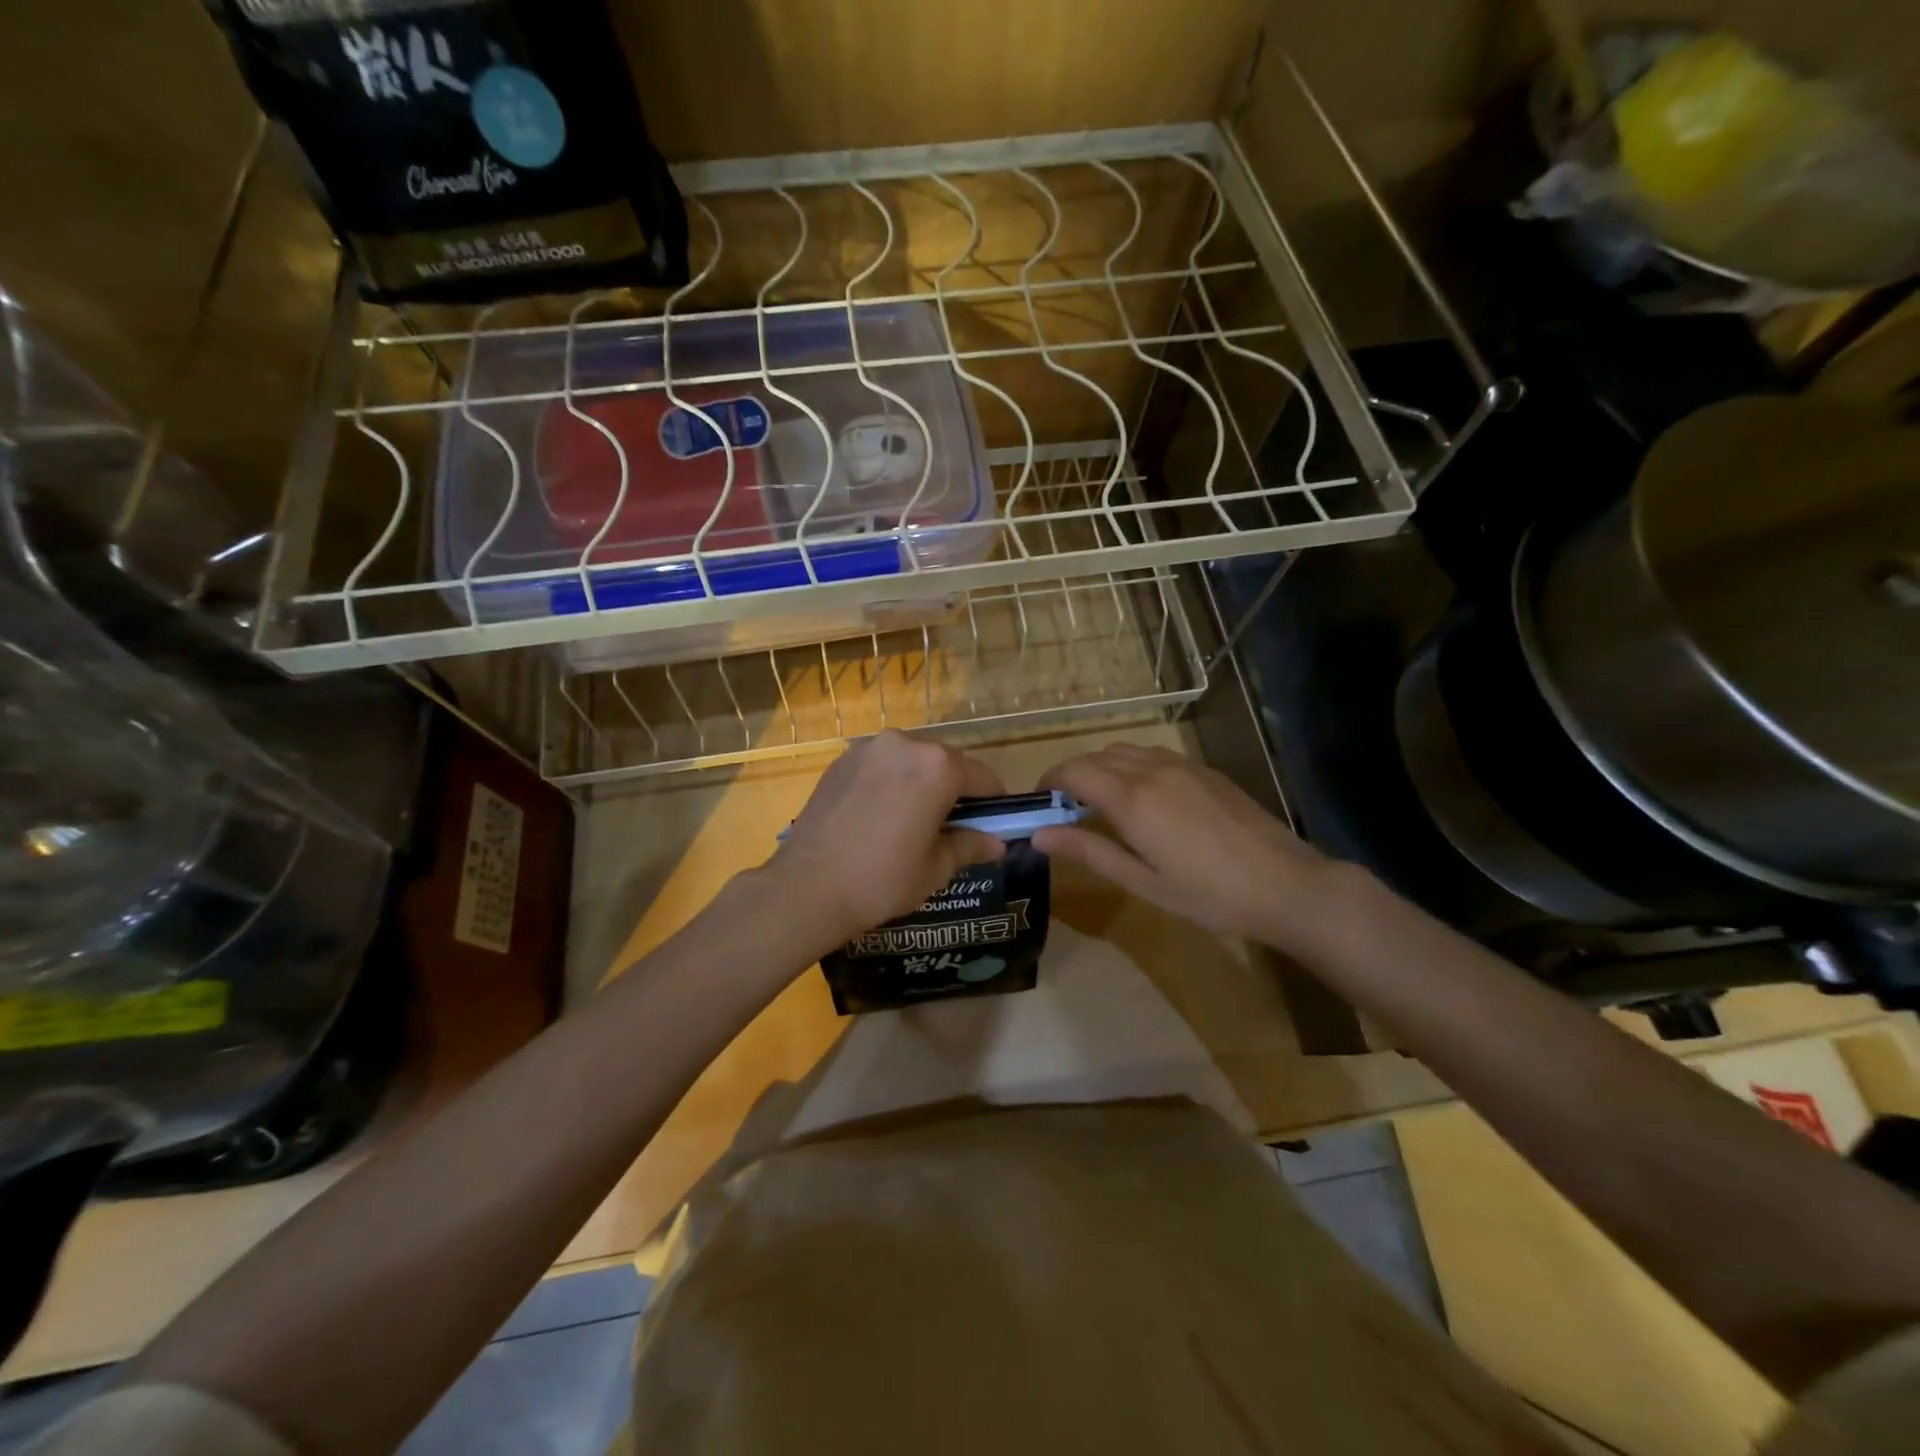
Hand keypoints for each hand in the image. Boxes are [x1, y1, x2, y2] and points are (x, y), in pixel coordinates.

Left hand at [759, 731, 1007, 952]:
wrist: (807, 887)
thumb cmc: (882, 880)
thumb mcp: (936, 868)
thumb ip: (970, 846)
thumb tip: (997, 843)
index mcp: (937, 766)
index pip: (981, 778)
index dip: (992, 804)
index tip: (991, 826)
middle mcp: (905, 744)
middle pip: (945, 763)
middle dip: (954, 791)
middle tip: (950, 828)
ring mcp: (868, 748)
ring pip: (911, 762)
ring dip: (920, 784)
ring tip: (912, 823)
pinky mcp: (841, 760)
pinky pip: (881, 766)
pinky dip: (890, 783)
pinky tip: (880, 816)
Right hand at [1035, 743, 1343, 947]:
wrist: (1287, 884)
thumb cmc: (1209, 895)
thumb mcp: (1143, 882)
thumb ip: (1089, 852)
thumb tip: (1039, 835)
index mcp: (1132, 799)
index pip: (1074, 772)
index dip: (1049, 782)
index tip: (1039, 803)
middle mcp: (1152, 771)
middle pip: (1096, 757)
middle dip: (1073, 775)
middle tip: (1066, 809)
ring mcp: (1182, 766)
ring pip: (1125, 751)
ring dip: (1103, 768)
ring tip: (1102, 802)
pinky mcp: (1205, 770)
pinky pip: (1154, 755)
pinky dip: (1132, 766)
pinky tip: (1144, 798)